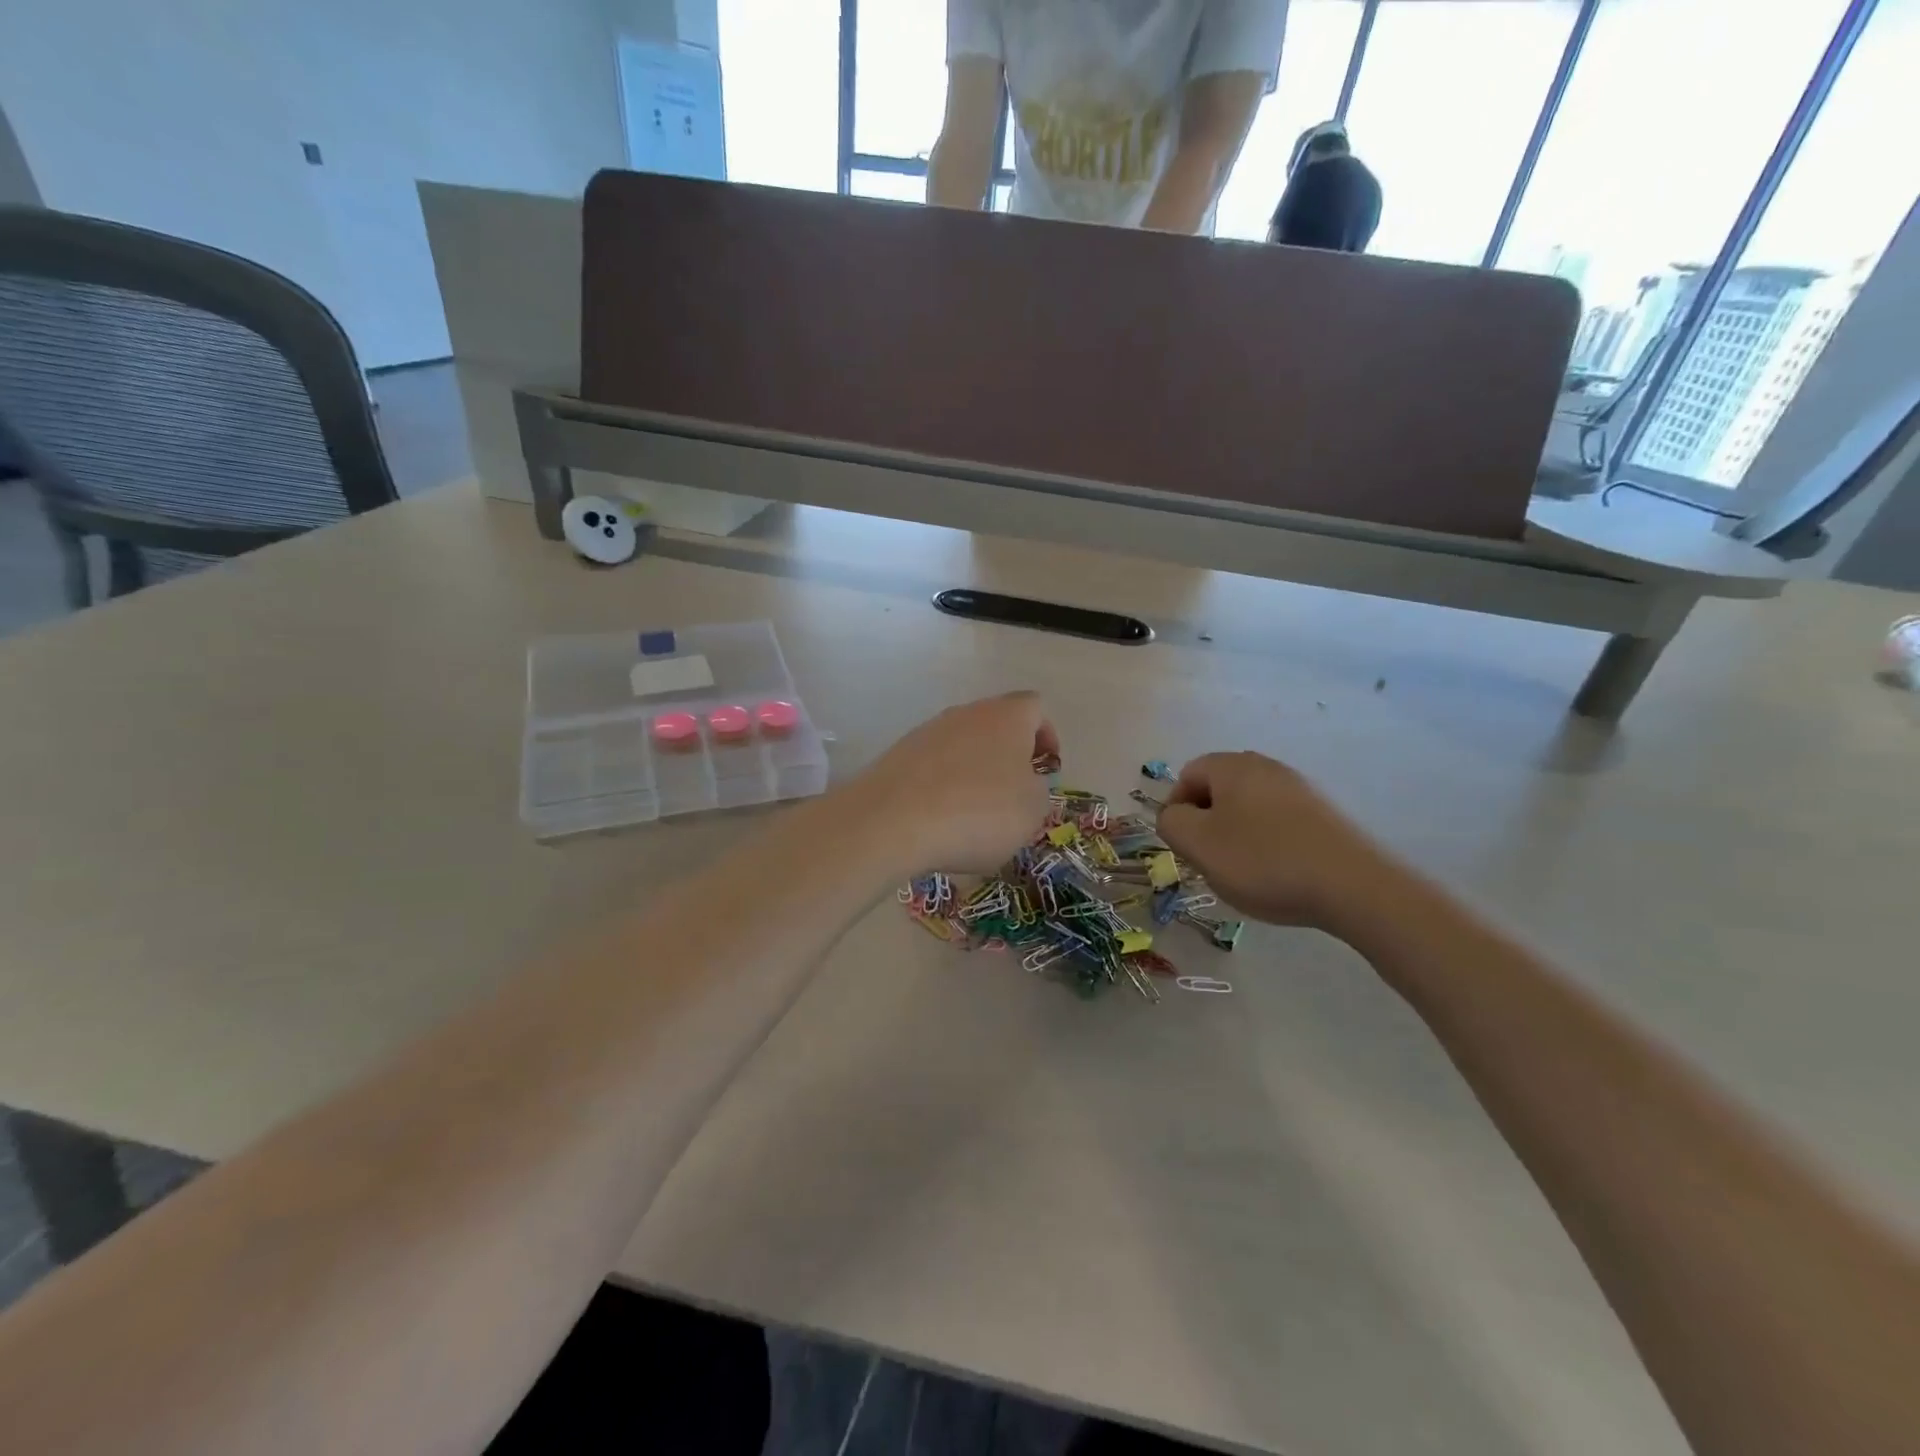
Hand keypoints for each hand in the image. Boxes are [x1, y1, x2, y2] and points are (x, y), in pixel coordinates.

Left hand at [850, 693, 1057, 873]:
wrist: (892, 822)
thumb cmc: (979, 812)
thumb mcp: (1032, 810)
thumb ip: (1038, 790)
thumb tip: (1024, 783)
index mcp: (1007, 716)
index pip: (1035, 708)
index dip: (1046, 736)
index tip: (1045, 769)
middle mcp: (967, 713)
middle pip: (996, 725)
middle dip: (1008, 756)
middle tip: (1013, 794)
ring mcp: (928, 731)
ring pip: (962, 745)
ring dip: (973, 772)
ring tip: (974, 815)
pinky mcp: (898, 755)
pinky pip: (933, 766)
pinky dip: (942, 787)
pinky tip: (940, 821)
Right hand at [1155, 751, 1400, 930]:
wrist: (1352, 885)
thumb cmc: (1262, 860)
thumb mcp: (1198, 844)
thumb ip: (1171, 823)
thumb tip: (1175, 815)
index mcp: (1232, 766)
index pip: (1187, 775)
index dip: (1176, 810)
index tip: (1184, 846)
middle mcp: (1266, 767)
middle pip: (1218, 790)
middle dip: (1206, 823)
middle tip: (1209, 860)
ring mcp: (1299, 788)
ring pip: (1248, 807)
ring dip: (1236, 835)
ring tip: (1244, 872)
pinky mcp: (1323, 813)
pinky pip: (1278, 822)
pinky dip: (1267, 843)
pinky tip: (1276, 872)